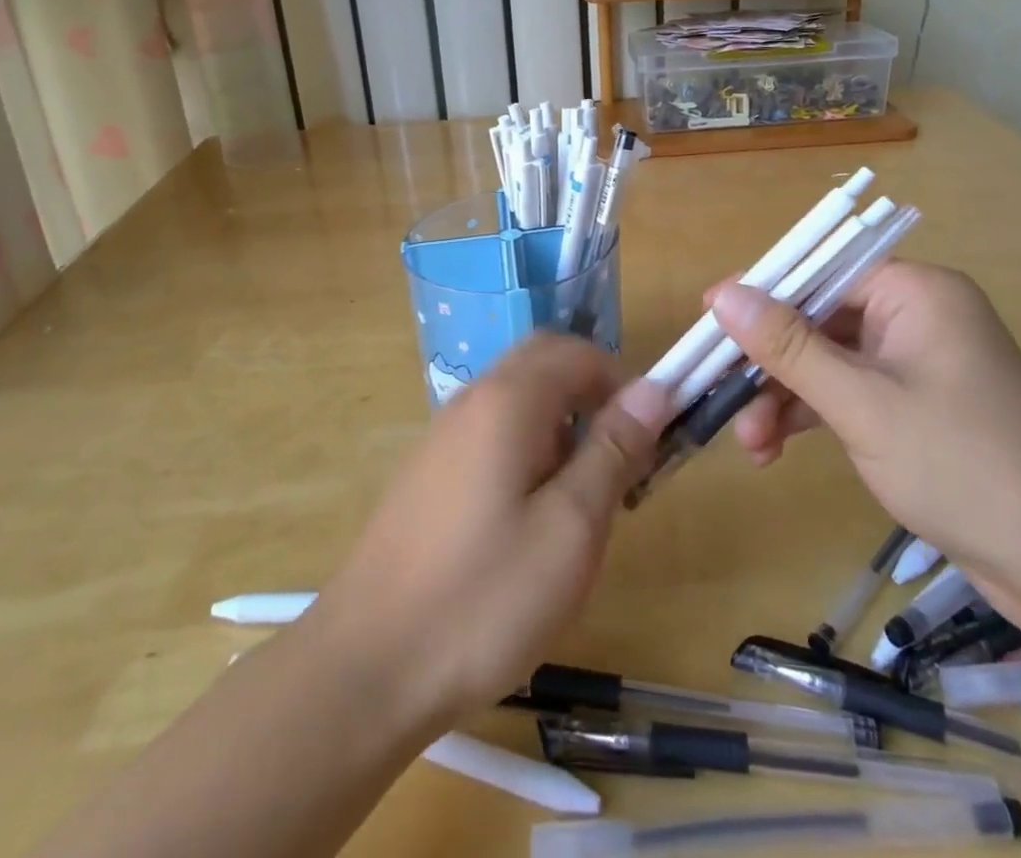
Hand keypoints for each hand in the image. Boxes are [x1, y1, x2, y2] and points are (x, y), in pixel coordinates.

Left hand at [309, 335, 667, 733]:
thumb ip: (613, 450)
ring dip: (559, 427)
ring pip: (516, 401)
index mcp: (508, 400)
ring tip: (578, 502)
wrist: (366, 668)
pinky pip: (489, 434)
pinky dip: (525, 451)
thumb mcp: (572, 528)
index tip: (646, 437)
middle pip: (542, 365)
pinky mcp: (427, 473)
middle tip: (617, 461)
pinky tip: (526, 522)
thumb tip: (654, 388)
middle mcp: (472, 400)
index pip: (576, 351)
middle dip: (590, 396)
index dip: (621, 381)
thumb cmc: (484, 598)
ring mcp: (442, 436)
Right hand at [709, 263, 1020, 590]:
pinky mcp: (917, 405)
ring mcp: (918, 363)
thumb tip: (721, 294)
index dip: (762, 299)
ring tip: (751, 445)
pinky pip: (849, 392)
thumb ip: (788, 347)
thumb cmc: (962, 466)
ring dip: (785, 397)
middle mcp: (917, 315)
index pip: (821, 274)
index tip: (709, 329)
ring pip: (828, 361)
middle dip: (771, 365)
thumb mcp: (861, 404)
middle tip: (725, 403)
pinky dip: (813, 415)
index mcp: (915, 292)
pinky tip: (776, 449)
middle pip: (819, 320)